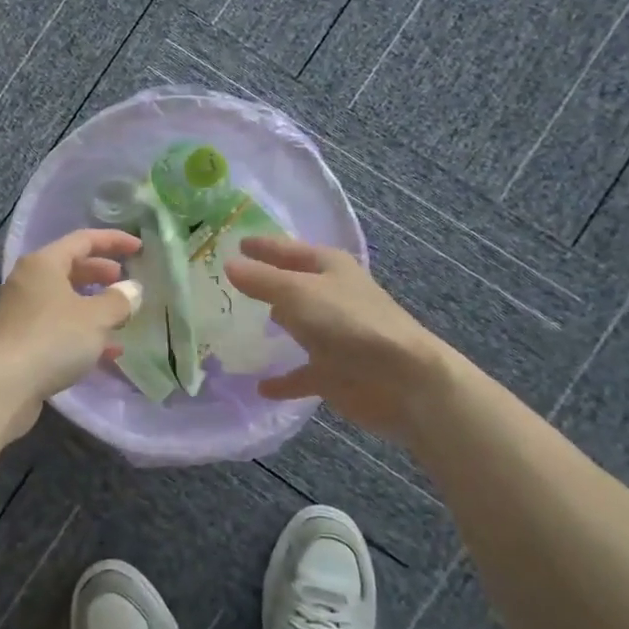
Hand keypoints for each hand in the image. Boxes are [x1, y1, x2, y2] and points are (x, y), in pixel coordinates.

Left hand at [0, 228, 142, 431]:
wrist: (2, 387)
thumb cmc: (52, 339)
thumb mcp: (96, 318)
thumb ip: (119, 300)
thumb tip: (132, 289)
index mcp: (44, 263)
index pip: (83, 240)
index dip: (114, 241)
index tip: (139, 249)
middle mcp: (29, 281)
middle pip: (71, 268)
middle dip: (102, 274)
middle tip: (125, 283)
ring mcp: (22, 312)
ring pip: (65, 300)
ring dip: (94, 307)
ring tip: (122, 319)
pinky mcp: (20, 341)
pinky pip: (58, 327)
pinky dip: (82, 333)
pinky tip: (107, 352)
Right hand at [226, 235, 452, 438]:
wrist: (402, 380)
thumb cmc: (349, 323)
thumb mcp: (297, 293)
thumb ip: (261, 280)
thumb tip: (229, 264)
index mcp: (328, 267)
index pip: (288, 249)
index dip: (262, 246)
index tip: (235, 242)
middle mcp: (331, 296)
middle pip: (292, 286)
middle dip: (264, 285)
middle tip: (226, 284)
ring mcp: (334, 335)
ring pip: (297, 327)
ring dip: (274, 326)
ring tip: (235, 328)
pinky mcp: (334, 372)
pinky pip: (301, 374)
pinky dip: (283, 379)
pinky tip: (259, 386)